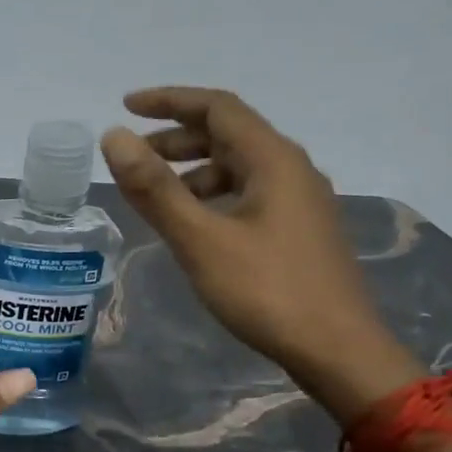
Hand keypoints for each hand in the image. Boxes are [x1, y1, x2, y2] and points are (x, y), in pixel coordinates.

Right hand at [100, 86, 420, 421]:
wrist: (337, 350)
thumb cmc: (267, 291)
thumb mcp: (201, 239)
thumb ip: (155, 188)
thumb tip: (114, 138)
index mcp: (273, 160)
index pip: (218, 107)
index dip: (169, 101)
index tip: (126, 106)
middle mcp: (292, 170)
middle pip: (229, 134)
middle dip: (177, 139)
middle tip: (134, 158)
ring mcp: (300, 202)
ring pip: (238, 168)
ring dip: (193, 171)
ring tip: (157, 195)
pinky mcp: (299, 231)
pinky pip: (248, 194)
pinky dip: (213, 197)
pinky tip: (195, 225)